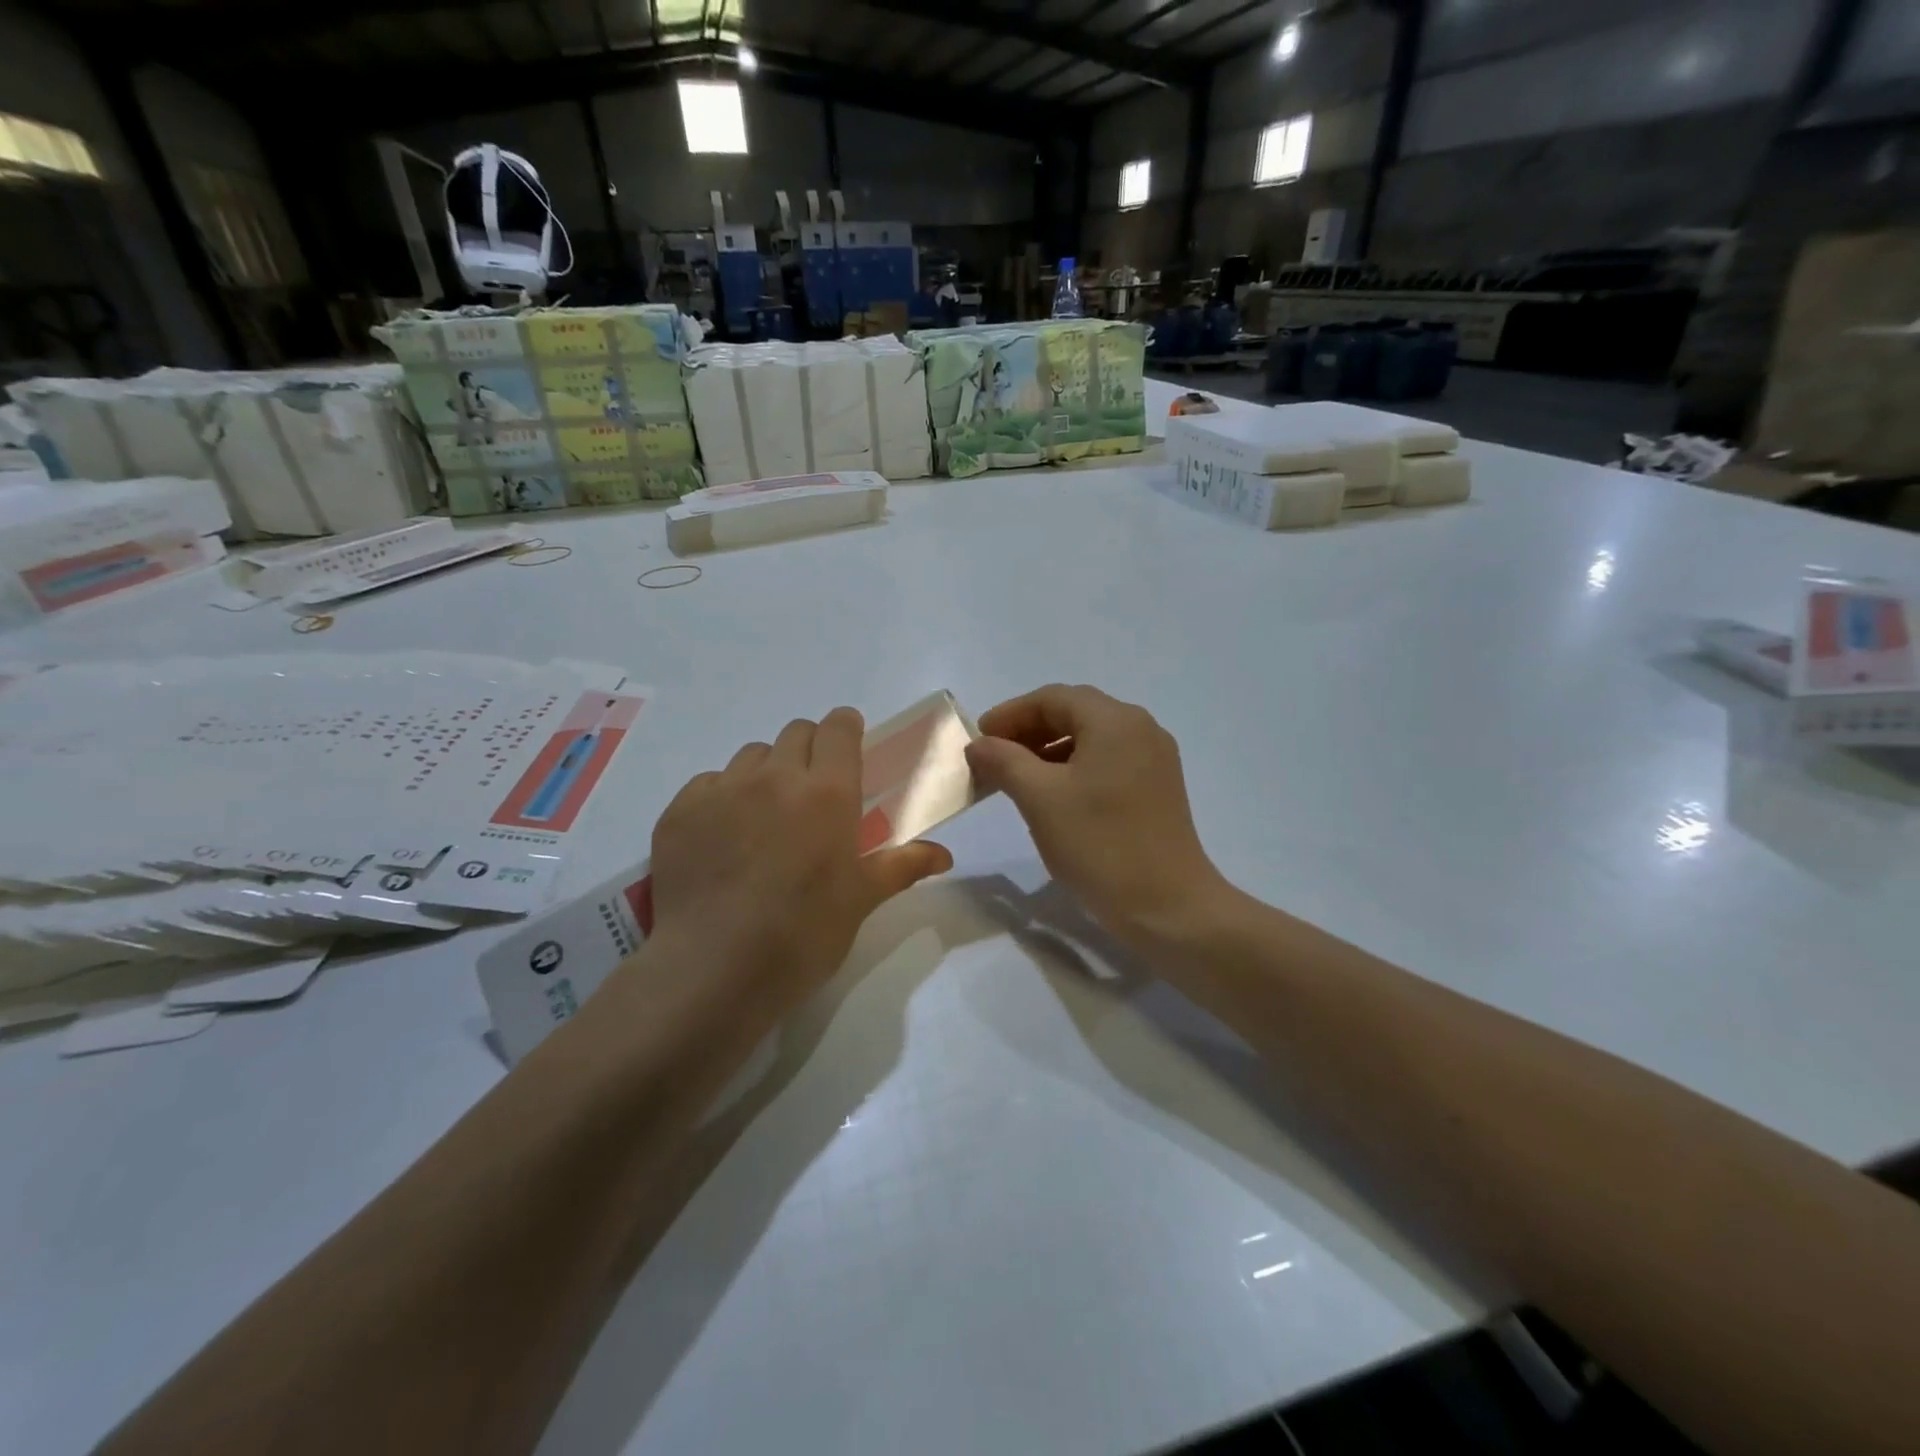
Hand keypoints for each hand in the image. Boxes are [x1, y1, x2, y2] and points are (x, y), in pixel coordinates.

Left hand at [646, 708, 952, 1013]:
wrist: (713, 969)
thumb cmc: (802, 934)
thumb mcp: (861, 900)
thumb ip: (903, 866)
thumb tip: (944, 855)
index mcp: (827, 791)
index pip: (838, 727)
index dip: (846, 730)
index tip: (849, 750)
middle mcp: (775, 776)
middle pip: (796, 732)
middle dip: (810, 750)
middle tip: (812, 794)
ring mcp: (722, 789)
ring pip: (751, 756)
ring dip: (767, 772)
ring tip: (765, 818)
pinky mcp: (680, 810)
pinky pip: (709, 783)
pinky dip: (723, 797)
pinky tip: (723, 839)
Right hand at [965, 685, 1230, 946]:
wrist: (1168, 907)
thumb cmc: (1100, 845)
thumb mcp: (1040, 798)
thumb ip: (1004, 761)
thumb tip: (979, 744)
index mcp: (1115, 720)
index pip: (1052, 698)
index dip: (1009, 714)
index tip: (978, 740)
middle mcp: (1140, 728)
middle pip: (1074, 712)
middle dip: (1028, 731)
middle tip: (992, 757)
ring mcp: (1154, 758)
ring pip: (1090, 738)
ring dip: (1048, 750)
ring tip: (1015, 777)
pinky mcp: (1157, 787)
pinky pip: (1107, 761)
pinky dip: (1073, 768)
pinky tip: (1052, 795)